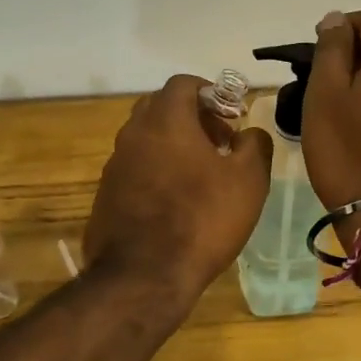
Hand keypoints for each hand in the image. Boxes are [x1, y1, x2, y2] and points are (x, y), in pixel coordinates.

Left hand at [84, 75, 271, 307]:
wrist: (144, 277)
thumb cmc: (203, 219)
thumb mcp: (249, 180)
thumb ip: (255, 145)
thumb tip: (250, 133)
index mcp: (165, 121)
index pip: (183, 84)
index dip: (211, 92)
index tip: (231, 114)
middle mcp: (133, 134)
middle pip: (160, 107)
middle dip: (191, 116)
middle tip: (218, 141)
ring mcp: (115, 165)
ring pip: (145, 139)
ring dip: (173, 145)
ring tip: (201, 175)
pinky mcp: (106, 195)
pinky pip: (135, 169)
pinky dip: (156, 171)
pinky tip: (176, 202)